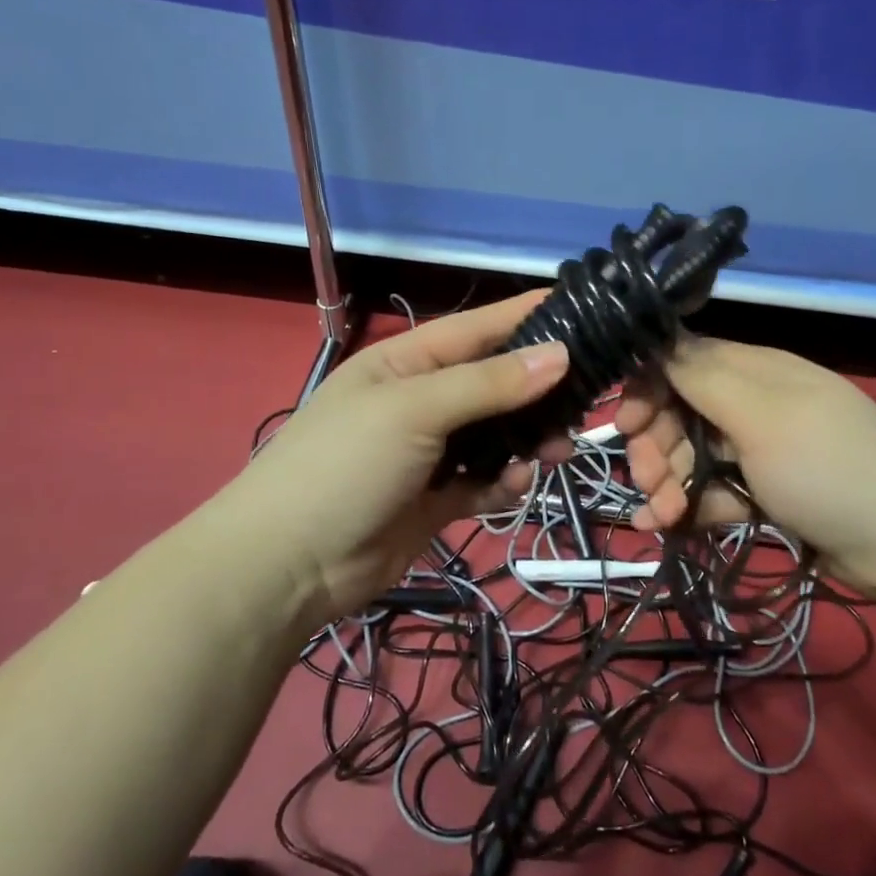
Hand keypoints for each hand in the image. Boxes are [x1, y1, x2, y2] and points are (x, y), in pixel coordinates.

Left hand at [220, 292, 569, 622]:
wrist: (288, 566)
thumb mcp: (415, 410)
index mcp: (406, 362)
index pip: (477, 328)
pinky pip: (485, 480)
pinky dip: (505, 481)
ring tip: (559, 449)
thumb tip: (560, 353)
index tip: (583, 309)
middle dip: (539, 389)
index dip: (526, 316)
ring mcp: (430, 452)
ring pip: (497, 434)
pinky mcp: (437, 498)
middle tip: (588, 396)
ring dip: (529, 439)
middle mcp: (422, 400)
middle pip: (495, 383)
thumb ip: (489, 383)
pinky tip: (516, 484)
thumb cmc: (345, 465)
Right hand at [614, 336, 875, 595]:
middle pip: (682, 413)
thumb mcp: (760, 414)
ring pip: (693, 455)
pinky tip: (666, 526)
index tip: (625, 423)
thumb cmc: (827, 466)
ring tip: (659, 515)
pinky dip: (689, 507)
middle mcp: (753, 403)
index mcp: (754, 370)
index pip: (683, 363)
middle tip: (647, 478)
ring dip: (667, 482)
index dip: (648, 389)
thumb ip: (702, 377)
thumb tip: (657, 337)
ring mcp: (760, 451)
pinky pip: (714, 491)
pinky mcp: (766, 493)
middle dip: (656, 444)